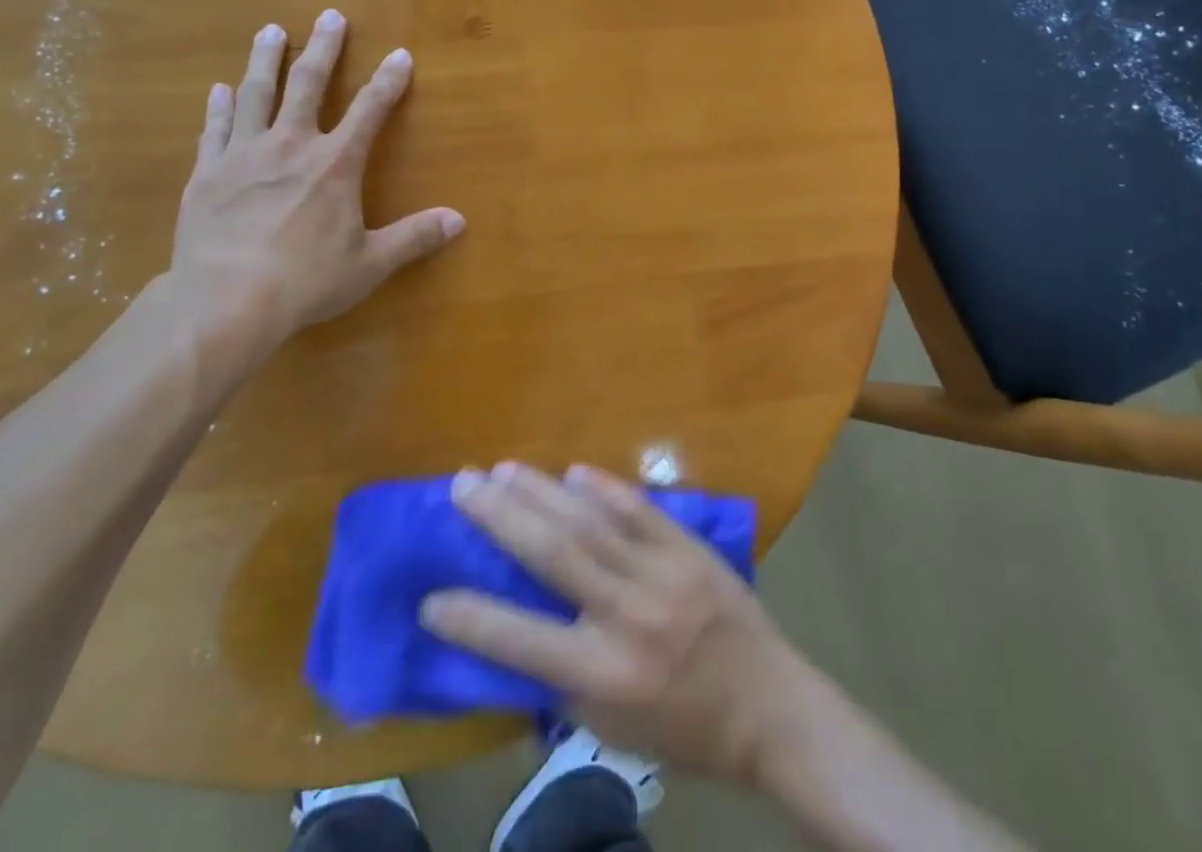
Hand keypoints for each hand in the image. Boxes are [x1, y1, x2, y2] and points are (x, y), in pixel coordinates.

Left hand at [168, 10, 464, 370]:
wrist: (225, 301)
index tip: (400, 54)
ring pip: (255, 94)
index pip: (370, 110)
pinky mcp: (207, 173)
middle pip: (308, 84)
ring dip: (266, 59)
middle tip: (330, 16)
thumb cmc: (306, 281)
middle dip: (323, 48)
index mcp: (335, 163)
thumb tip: (459, 220)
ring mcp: (243, 155)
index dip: (388, 81)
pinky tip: (219, 90)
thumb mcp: (370, 263)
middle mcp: (290, 145)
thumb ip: (415, 237)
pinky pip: (215, 129)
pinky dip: (218, 107)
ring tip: (271, 30)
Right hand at [420, 463, 816, 786]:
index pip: (521, 642)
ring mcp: (662, 573)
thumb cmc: (684, 728)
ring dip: (540, 490)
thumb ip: (564, 680)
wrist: (771, 707)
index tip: (430, 597)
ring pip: (589, 520)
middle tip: (462, 485)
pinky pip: (638, 508)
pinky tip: (573, 470)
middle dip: (500, 516)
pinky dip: (603, 487)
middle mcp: (628, 616)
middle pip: (552, 554)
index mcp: (606, 676)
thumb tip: (516, 630)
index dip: (471, 619)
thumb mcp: (614, 731)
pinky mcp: (688, 547)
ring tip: (502, 468)